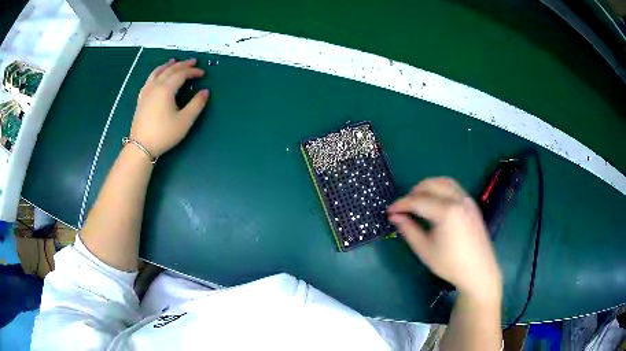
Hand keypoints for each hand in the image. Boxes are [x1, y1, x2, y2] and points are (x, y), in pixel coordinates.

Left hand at [130, 58, 209, 157]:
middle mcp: (155, 86)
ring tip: (174, 61)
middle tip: (193, 61)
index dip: (193, 72)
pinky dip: (156, 73)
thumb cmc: (164, 134)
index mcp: (166, 89)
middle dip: (182, 65)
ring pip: (157, 72)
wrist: (141, 146)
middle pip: (170, 70)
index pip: (181, 74)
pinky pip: (149, 80)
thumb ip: (196, 104)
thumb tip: (205, 92)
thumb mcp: (184, 121)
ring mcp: (146, 92)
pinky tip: (157, 75)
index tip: (203, 73)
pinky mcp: (141, 99)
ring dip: (167, 65)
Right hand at [387, 177, 501, 300]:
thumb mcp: (425, 250)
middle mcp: (458, 199)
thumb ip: (408, 229)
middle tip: (404, 208)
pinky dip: (440, 189)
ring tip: (418, 202)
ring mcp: (467, 200)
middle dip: (414, 192)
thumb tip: (395, 216)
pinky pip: (454, 187)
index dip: (401, 204)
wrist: (479, 271)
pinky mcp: (472, 204)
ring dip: (428, 187)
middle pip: (431, 184)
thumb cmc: (451, 264)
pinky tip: (435, 203)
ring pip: (443, 182)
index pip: (417, 201)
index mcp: (446, 211)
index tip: (389, 211)